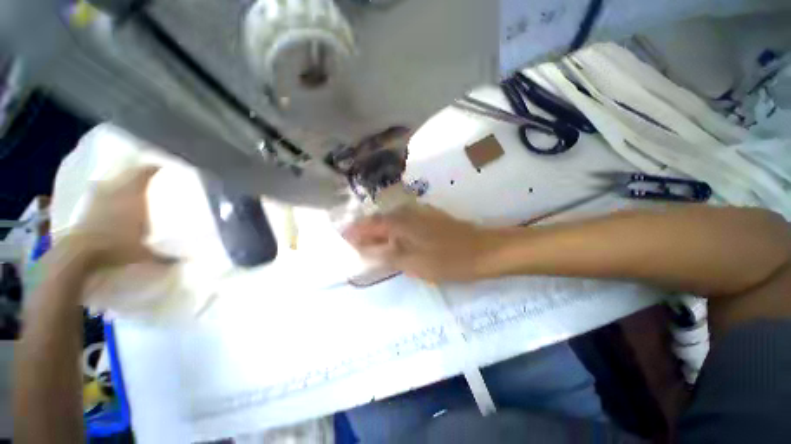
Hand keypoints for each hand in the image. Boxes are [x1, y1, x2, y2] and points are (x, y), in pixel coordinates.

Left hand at [57, 166, 166, 271]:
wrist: (79, 253)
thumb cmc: (115, 247)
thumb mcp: (144, 254)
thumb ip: (164, 256)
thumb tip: (181, 261)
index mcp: (133, 196)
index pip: (145, 173)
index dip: (154, 168)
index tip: (163, 168)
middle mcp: (116, 191)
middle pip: (128, 174)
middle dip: (139, 173)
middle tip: (150, 177)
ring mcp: (98, 197)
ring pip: (113, 181)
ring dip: (122, 181)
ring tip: (130, 186)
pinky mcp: (86, 205)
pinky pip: (100, 191)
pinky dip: (107, 191)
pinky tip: (110, 198)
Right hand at [343, 205, 503, 281]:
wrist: (481, 250)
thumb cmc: (445, 259)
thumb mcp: (410, 261)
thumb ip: (384, 253)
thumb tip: (362, 248)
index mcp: (399, 221)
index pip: (369, 224)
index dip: (355, 231)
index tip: (342, 238)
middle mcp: (406, 212)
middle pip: (379, 220)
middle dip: (365, 230)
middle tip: (353, 242)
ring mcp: (419, 213)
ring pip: (391, 220)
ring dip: (379, 230)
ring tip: (369, 242)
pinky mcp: (429, 218)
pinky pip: (403, 221)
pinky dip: (393, 229)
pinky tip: (393, 237)